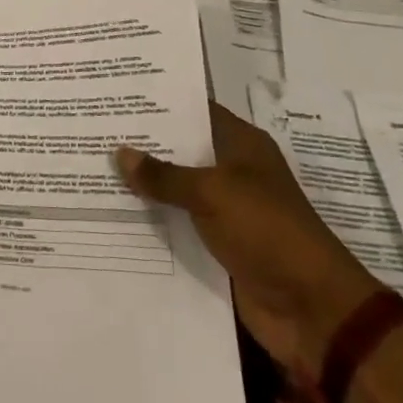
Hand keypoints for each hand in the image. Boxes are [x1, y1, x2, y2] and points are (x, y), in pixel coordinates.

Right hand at [116, 104, 380, 382]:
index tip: (118, 93)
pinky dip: (152, 219)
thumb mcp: (213, 193)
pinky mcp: (217, 244)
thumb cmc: (267, 231)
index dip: (160, 102)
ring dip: (143, 184)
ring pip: (176, 188)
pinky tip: (112, 212)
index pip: (196, 110)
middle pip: (182, 149)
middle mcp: (233, 172)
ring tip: (92, 166)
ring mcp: (226, 210)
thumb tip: (120, 152)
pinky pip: (177, 224)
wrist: (311, 309)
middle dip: (143, 143)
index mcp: (242, 146)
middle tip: (92, 128)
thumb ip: (164, 175)